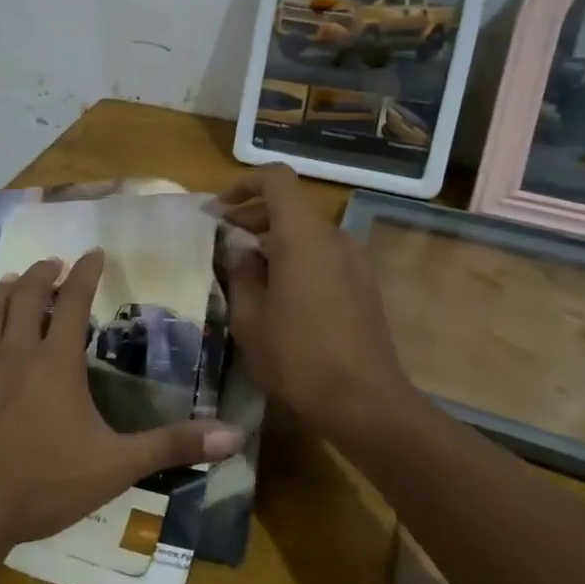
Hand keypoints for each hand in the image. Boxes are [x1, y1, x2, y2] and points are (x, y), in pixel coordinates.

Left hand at [0, 250, 242, 549]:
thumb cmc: (45, 483)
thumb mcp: (117, 466)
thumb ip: (172, 446)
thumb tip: (233, 435)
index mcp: (56, 362)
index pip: (73, 302)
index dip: (85, 273)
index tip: (94, 252)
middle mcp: (16, 352)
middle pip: (26, 297)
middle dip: (41, 274)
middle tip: (51, 263)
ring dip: (2, 292)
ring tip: (11, 280)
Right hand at [220, 165, 416, 434]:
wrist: (365, 404)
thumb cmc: (297, 357)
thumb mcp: (250, 318)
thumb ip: (241, 273)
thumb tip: (241, 251)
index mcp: (302, 236)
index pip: (277, 179)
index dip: (244, 184)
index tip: (219, 210)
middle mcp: (333, 238)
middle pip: (291, 206)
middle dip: (254, 215)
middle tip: (224, 241)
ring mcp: (355, 262)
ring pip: (308, 232)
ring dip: (275, 240)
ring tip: (247, 272)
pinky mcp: (364, 286)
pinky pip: (324, 255)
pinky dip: (297, 258)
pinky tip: (279, 295)